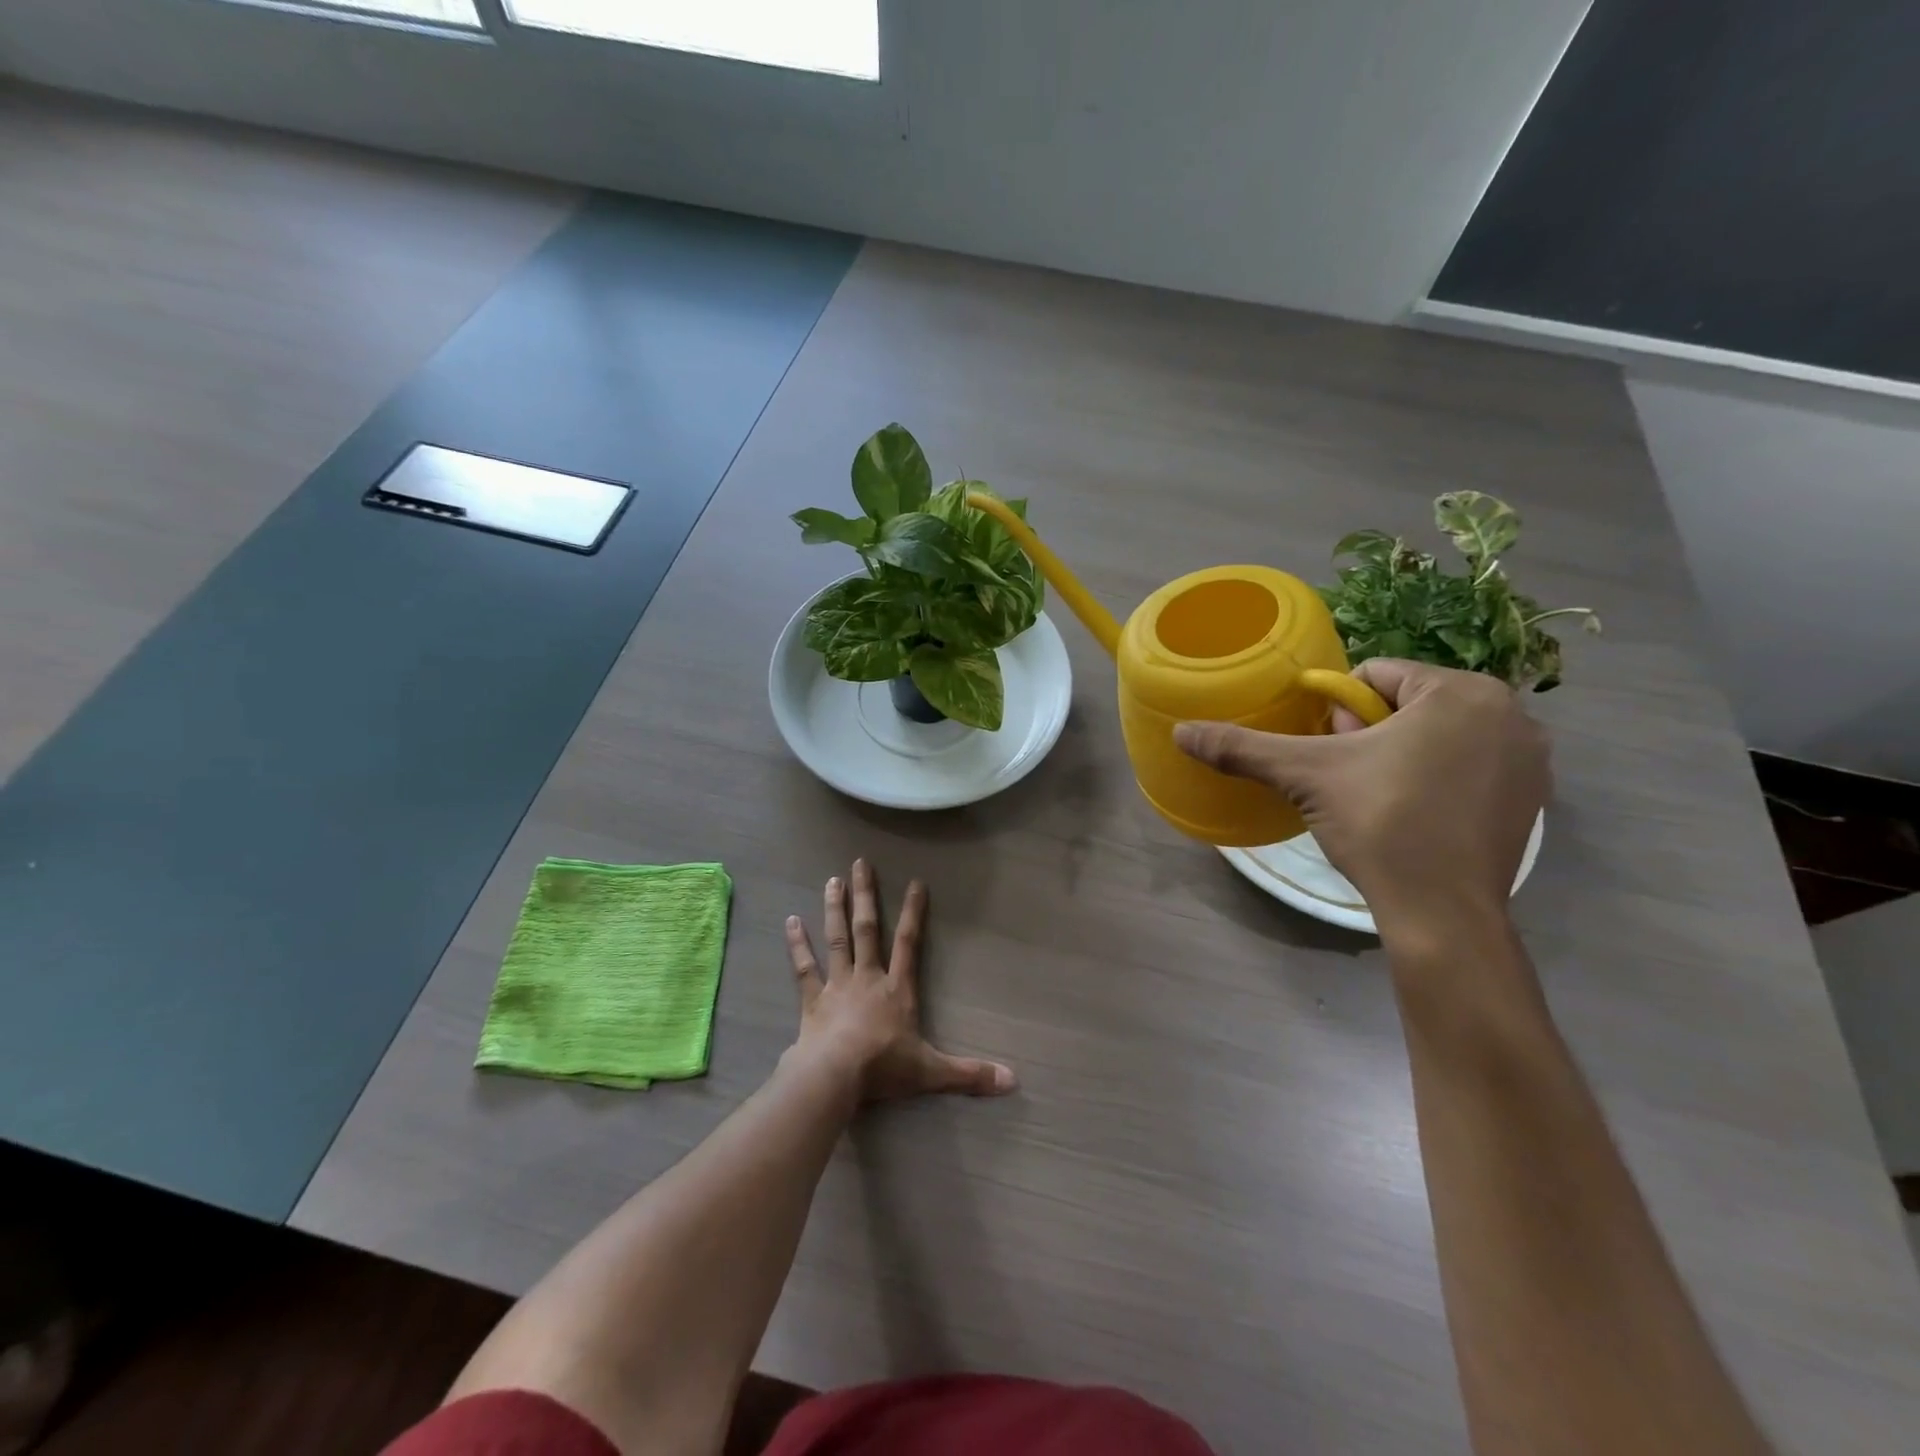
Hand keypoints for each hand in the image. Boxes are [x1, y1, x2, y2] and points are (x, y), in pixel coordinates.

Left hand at [784, 860, 1016, 1102]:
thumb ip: (970, 1073)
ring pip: (837, 939)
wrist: (835, 1076)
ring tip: (832, 880)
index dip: (913, 913)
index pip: (909, 943)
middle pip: (867, 929)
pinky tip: (790, 921)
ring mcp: (837, 984)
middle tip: (860, 863)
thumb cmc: (883, 1068)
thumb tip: (1013, 1081)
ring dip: (834, 909)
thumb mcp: (932, 1072)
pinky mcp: (812, 999)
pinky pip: (804, 967)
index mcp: (897, 989)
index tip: (915, 883)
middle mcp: (867, 977)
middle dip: (865, 895)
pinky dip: (797, 944)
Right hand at [1175, 660, 1548, 939]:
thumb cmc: (1381, 824)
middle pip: (1408, 704)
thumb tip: (1180, 731)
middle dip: (1369, 733)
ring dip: (1399, 755)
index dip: (1338, 712)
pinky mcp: (1532, 799)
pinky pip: (1466, 766)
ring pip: (1437, 735)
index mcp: (1463, 691)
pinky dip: (1435, 780)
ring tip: (1376, 799)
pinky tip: (1413, 816)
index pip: (1375, 676)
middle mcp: (1510, 713)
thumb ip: (1243, 747)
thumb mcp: (1305, 776)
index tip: (1331, 754)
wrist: (1442, 914)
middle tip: (1349, 778)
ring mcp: (1529, 759)